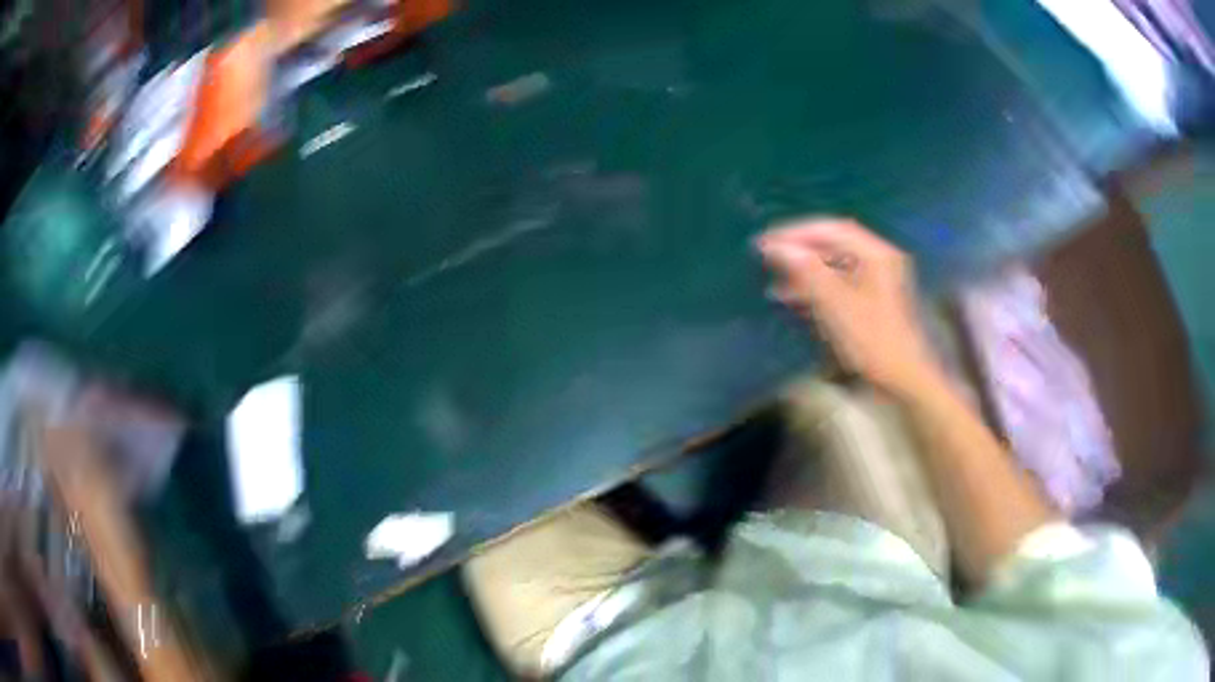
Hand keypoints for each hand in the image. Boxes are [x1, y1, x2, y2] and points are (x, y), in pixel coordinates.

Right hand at [758, 217, 937, 395]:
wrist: (903, 381)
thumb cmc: (873, 341)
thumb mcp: (837, 305)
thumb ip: (807, 272)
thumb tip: (777, 247)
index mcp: (876, 255)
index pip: (832, 230)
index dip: (796, 232)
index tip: (767, 242)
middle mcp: (877, 260)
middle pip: (833, 245)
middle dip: (799, 251)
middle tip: (767, 258)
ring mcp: (875, 281)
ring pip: (833, 266)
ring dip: (804, 271)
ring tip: (774, 282)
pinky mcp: (870, 301)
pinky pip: (838, 284)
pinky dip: (815, 288)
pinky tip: (792, 299)